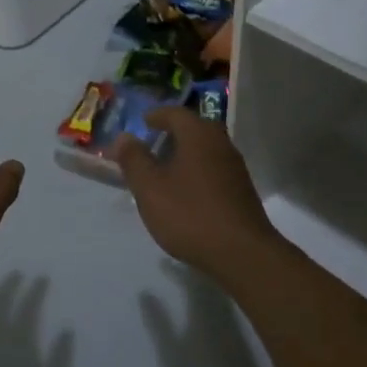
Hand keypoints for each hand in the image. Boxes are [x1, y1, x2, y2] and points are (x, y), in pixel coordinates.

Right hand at [114, 109, 282, 275]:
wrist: (242, 253)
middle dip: (172, 133)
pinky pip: (214, 168)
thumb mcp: (150, 188)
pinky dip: (197, 170)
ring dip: (185, 152)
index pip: (175, 113)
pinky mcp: (241, 190)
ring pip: (205, 149)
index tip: (142, 122)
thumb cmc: (190, 214)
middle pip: (194, 128)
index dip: (156, 116)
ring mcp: (235, 167)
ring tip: (165, 169)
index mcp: (198, 135)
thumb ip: (134, 160)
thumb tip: (124, 137)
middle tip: (152, 143)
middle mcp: (221, 143)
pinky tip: (186, 191)